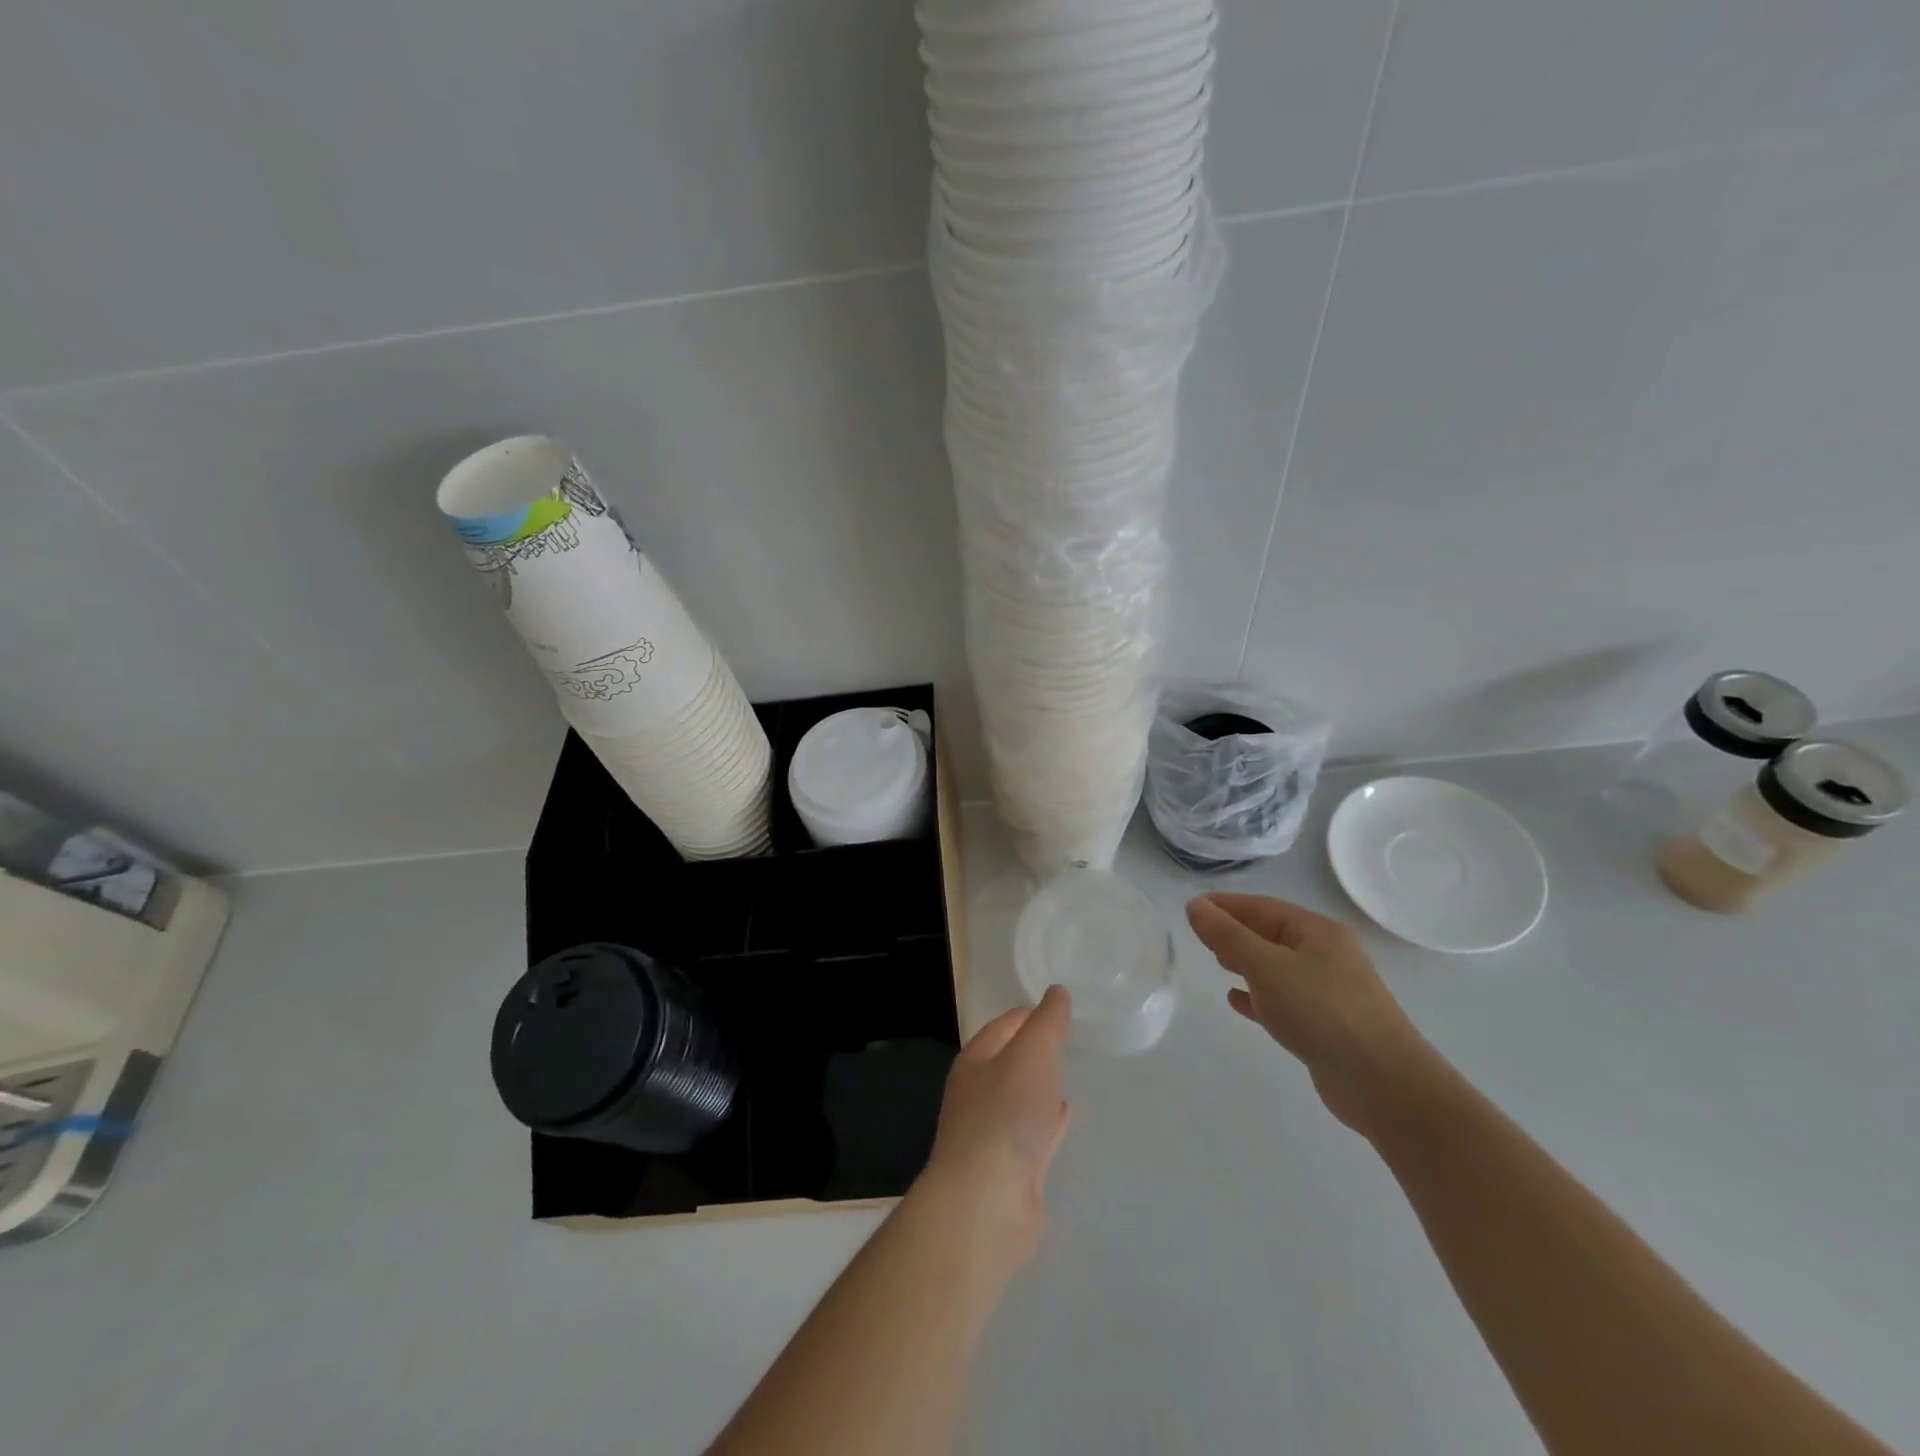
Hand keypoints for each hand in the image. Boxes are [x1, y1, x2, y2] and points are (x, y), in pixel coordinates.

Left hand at [918, 987, 1072, 1266]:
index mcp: (975, 1062)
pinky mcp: (1010, 1171)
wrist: (986, 1203)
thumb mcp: (1032, 1054)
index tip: (1061, 1009)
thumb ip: (1047, 1023)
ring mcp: (992, 1135)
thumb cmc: (1005, 1115)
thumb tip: (1057, 992)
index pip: (1004, 1026)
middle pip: (1010, 1063)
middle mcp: (978, 1095)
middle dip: (1035, 1052)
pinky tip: (1064, 1117)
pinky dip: (1048, 1123)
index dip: (1031, 1015)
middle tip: (1069, 1042)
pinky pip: (1033, 1136)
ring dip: (1041, 1088)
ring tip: (1068, 1076)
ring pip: (1021, 1101)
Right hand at [1186, 894, 1431, 1139]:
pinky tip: (1237, 1000)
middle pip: (1271, 934)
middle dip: (1235, 932)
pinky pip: (1283, 1000)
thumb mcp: (1267, 966)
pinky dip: (1258, 996)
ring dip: (1245, 963)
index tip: (1191, 908)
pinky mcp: (1325, 1025)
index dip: (1225, 905)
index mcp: (1317, 932)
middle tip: (1199, 936)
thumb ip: (1228, 936)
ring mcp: (1328, 992)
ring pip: (1277, 968)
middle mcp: (1326, 956)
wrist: (1384, 1084)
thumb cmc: (1322, 1012)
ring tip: (1215, 962)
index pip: (1262, 907)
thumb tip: (1195, 906)